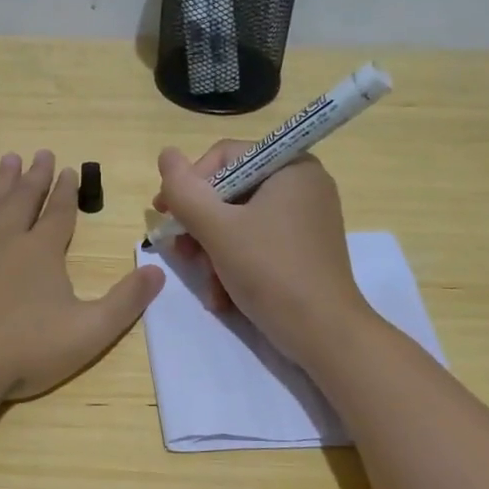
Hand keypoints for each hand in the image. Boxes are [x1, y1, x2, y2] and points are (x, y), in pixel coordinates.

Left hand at [0, 151, 164, 469]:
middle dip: (34, 177)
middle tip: (40, 153)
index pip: (59, 213)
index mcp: (42, 252)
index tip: (69, 169)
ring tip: (6, 161)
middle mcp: (4, 239)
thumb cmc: (25, 350)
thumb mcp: (90, 331)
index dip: (66, 192)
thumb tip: (158, 271)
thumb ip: (125, 301)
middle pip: (22, 200)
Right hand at [154, 141, 373, 366]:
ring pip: (238, 223)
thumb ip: (185, 191)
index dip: (189, 185)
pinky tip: (222, 296)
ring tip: (207, 284)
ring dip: (212, 254)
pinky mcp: (303, 249)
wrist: (323, 334)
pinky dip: (234, 265)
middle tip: (182, 256)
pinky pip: (256, 243)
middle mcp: (302, 184)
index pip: (224, 157)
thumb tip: (165, 154)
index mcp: (290, 166)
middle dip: (200, 228)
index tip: (165, 216)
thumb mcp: (218, 229)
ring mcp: (305, 218)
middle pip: (230, 192)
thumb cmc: (271, 271)